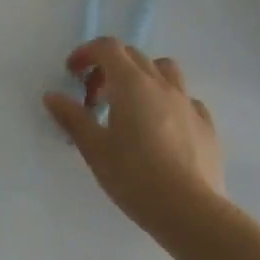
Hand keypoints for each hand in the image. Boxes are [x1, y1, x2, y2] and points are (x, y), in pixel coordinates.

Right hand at [43, 37, 227, 243]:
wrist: (190, 212)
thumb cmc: (134, 176)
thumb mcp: (94, 148)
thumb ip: (72, 117)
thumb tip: (52, 96)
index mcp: (131, 83)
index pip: (107, 48)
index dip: (86, 53)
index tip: (72, 73)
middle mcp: (161, 85)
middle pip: (133, 56)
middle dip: (109, 67)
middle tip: (94, 97)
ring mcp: (189, 104)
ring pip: (165, 71)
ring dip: (144, 76)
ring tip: (132, 104)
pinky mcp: (207, 126)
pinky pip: (187, 100)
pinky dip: (169, 102)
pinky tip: (163, 127)